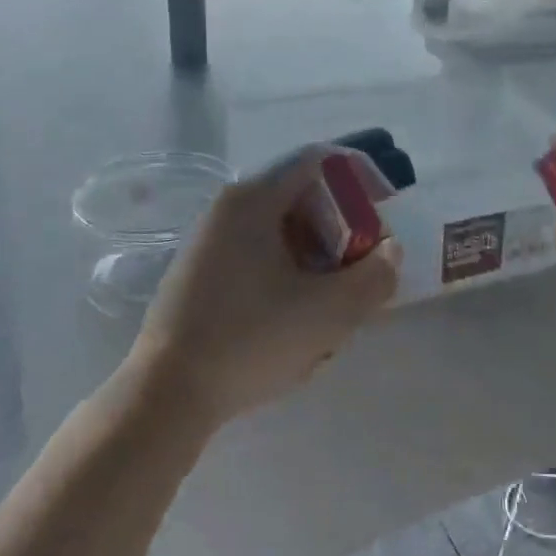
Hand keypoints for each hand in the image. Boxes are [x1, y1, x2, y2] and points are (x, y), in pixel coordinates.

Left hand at [133, 150, 400, 426]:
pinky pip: (259, 256)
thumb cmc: (251, 340)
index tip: (387, 206)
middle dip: (343, 226)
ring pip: (282, 231)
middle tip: (365, 263)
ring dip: (319, 255)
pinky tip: (297, 319)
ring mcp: (209, 242)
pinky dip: (290, 273)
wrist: (166, 395)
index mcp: (254, 199)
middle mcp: (227, 209)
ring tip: (336, 300)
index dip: (360, 175)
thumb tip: (389, 251)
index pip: (319, 160)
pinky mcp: (201, 275)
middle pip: (301, 196)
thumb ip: (375, 276)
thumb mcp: (331, 311)